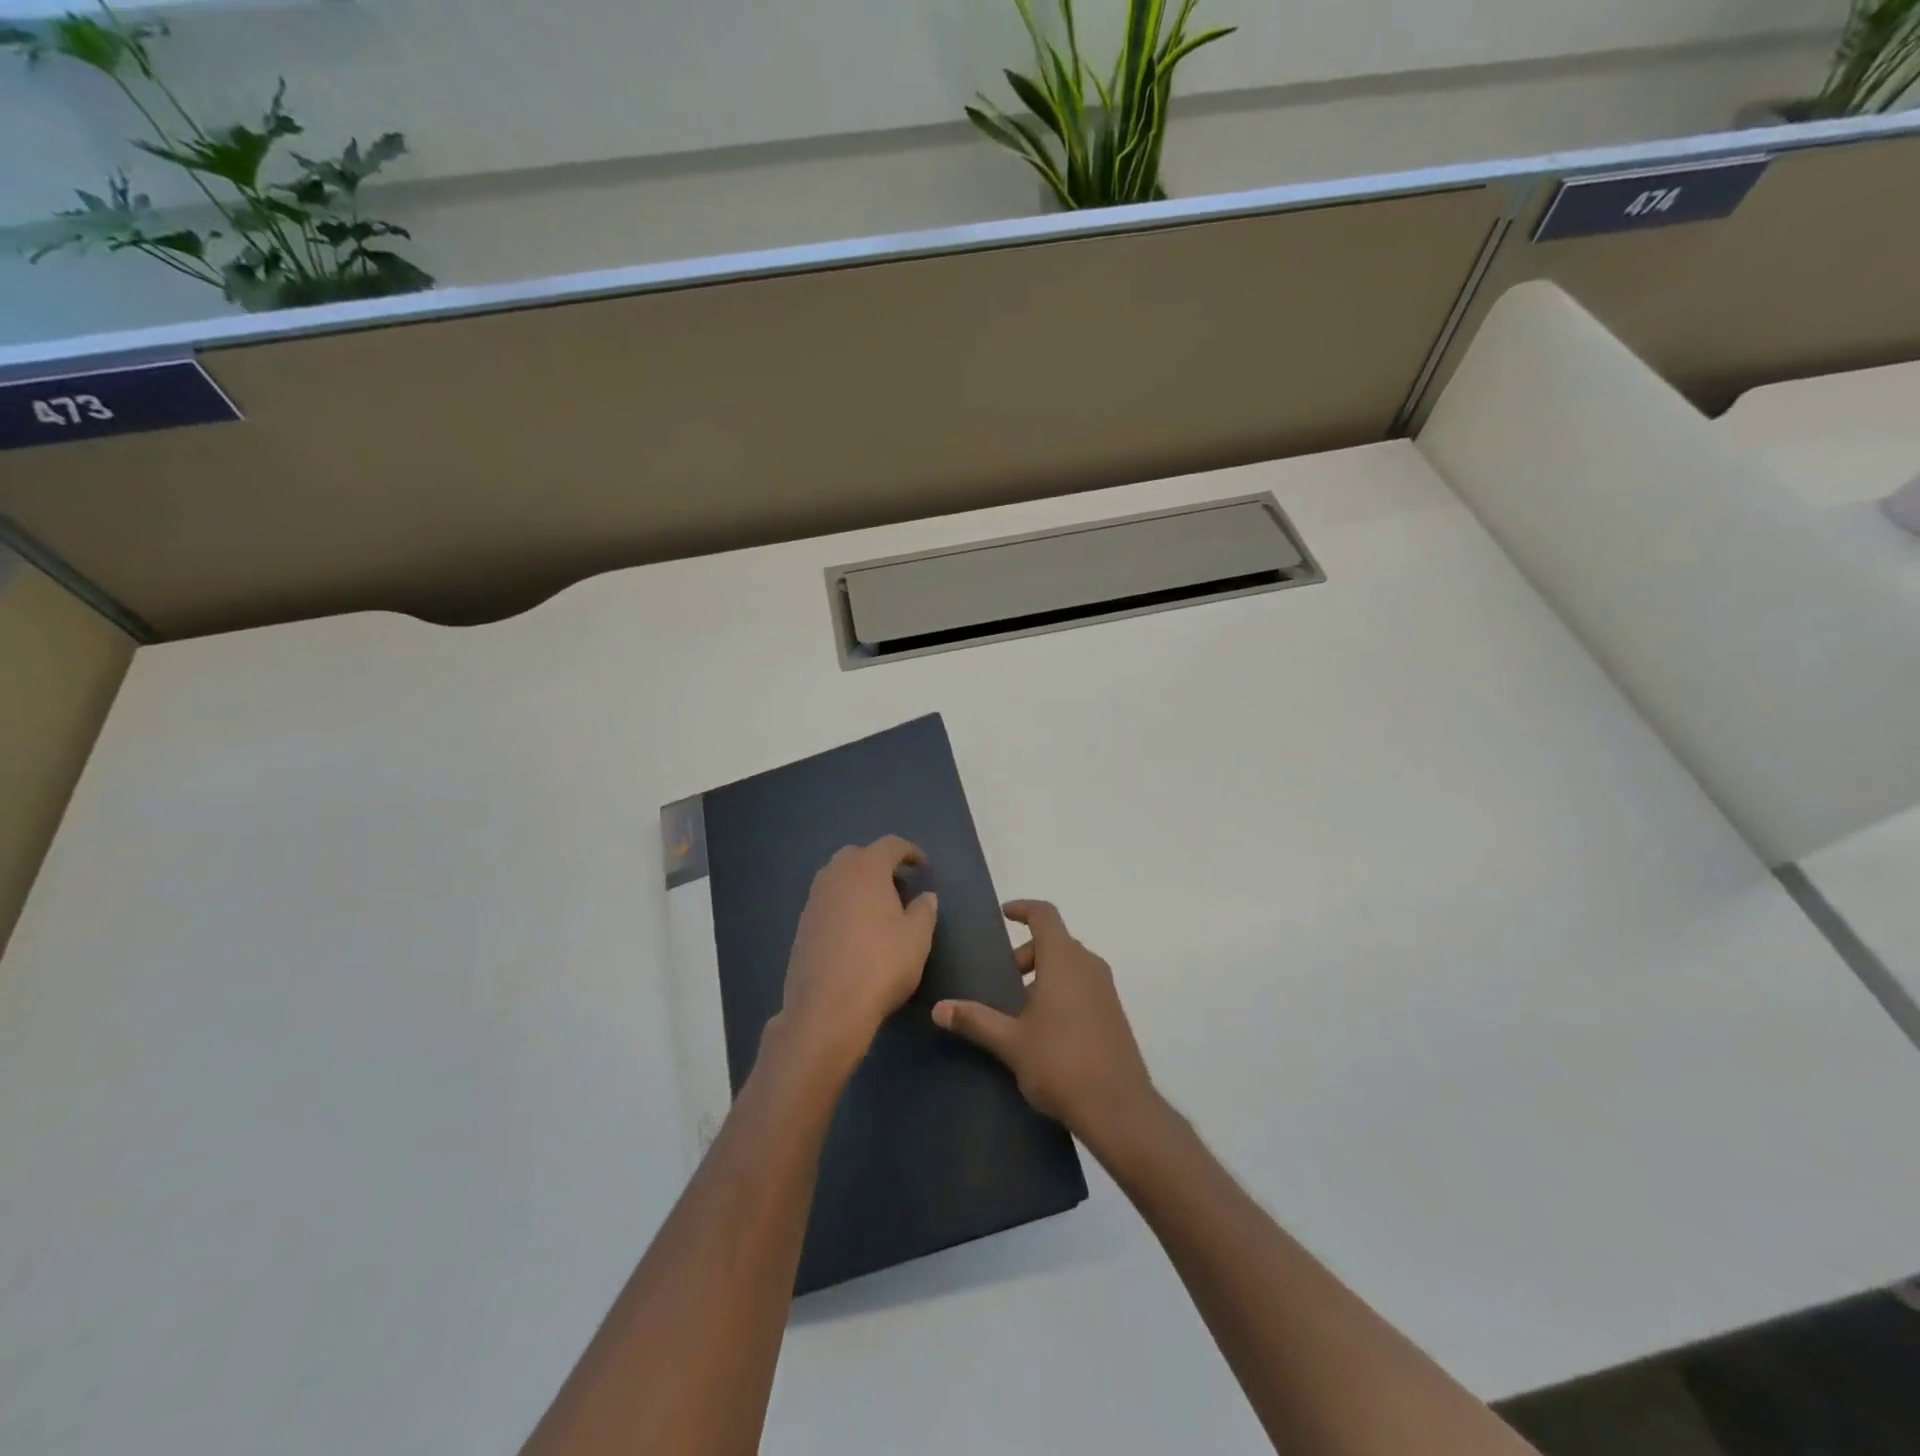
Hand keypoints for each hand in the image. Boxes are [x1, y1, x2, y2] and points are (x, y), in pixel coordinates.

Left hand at [779, 837, 938, 1076]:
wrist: (826, 1009)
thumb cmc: (881, 965)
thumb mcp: (917, 938)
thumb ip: (925, 910)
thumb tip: (925, 896)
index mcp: (866, 869)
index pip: (890, 845)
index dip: (909, 851)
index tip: (922, 866)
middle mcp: (835, 876)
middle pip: (858, 855)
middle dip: (879, 864)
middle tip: (898, 886)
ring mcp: (814, 900)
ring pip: (838, 878)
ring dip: (858, 884)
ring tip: (878, 909)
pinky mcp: (802, 926)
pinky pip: (826, 902)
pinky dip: (843, 906)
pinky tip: (855, 932)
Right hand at [932, 900, 1156, 1151]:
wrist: (1119, 1109)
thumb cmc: (1061, 1064)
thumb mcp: (1011, 1042)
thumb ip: (975, 1020)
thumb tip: (939, 1008)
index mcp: (1064, 960)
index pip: (1044, 915)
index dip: (1023, 909)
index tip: (1003, 914)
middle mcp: (1088, 965)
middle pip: (1054, 941)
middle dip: (1025, 954)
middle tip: (1001, 981)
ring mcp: (1105, 989)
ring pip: (1069, 964)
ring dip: (1043, 974)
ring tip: (1018, 1009)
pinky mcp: (1113, 1013)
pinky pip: (1082, 985)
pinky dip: (1061, 990)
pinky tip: (1044, 1029)